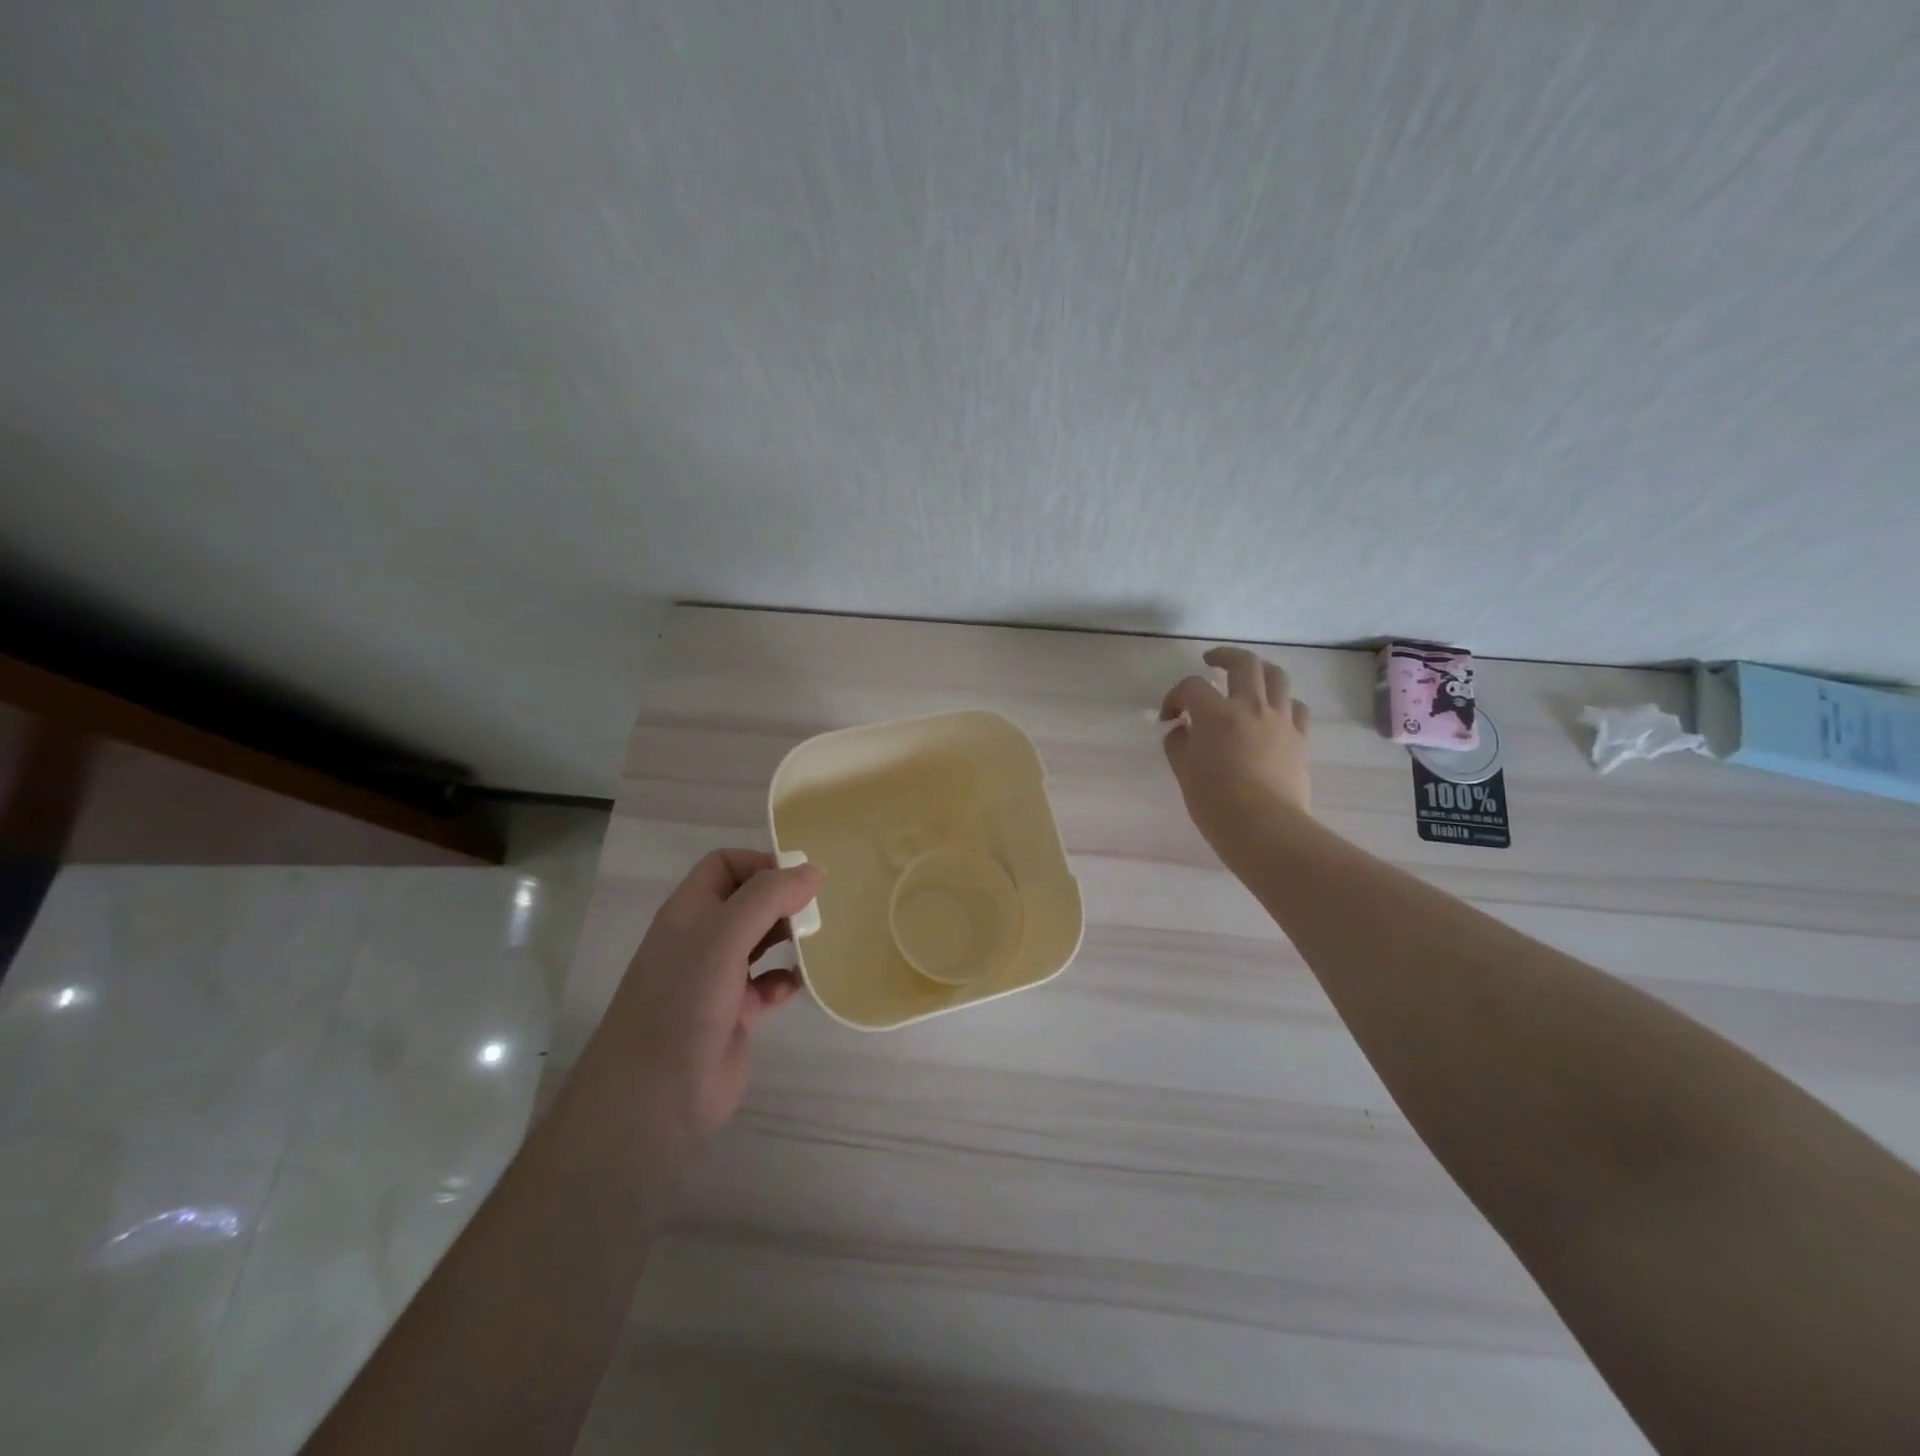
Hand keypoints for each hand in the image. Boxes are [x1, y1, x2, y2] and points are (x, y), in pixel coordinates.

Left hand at [600, 849, 822, 1145]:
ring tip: (819, 941)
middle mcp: (702, 939)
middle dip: (783, 900)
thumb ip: (767, 898)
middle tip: (819, 910)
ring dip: (789, 938)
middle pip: (748, 901)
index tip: (802, 879)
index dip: (762, 863)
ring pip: (761, 942)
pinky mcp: (735, 1015)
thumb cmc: (682, 1004)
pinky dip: (787, 980)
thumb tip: (812, 870)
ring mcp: (717, 979)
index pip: (725, 865)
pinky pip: (769, 985)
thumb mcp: (722, 938)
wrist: (653, 1101)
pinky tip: (801, 985)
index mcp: (689, 912)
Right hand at [1161, 646, 1312, 851]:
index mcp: (1215, 714)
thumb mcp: (1185, 773)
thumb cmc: (1215, 803)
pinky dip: (1283, 703)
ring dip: (1259, 671)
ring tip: (1248, 678)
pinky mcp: (1300, 739)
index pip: (1191, 687)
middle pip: (1243, 664)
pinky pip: (1296, 708)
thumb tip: (1180, 729)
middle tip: (1211, 662)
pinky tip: (1273, 713)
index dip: (1175, 696)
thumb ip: (1179, 744)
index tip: (1169, 717)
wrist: (1265, 829)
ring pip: (1277, 677)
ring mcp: (1280, 721)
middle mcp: (1250, 707)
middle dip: (1224, 657)